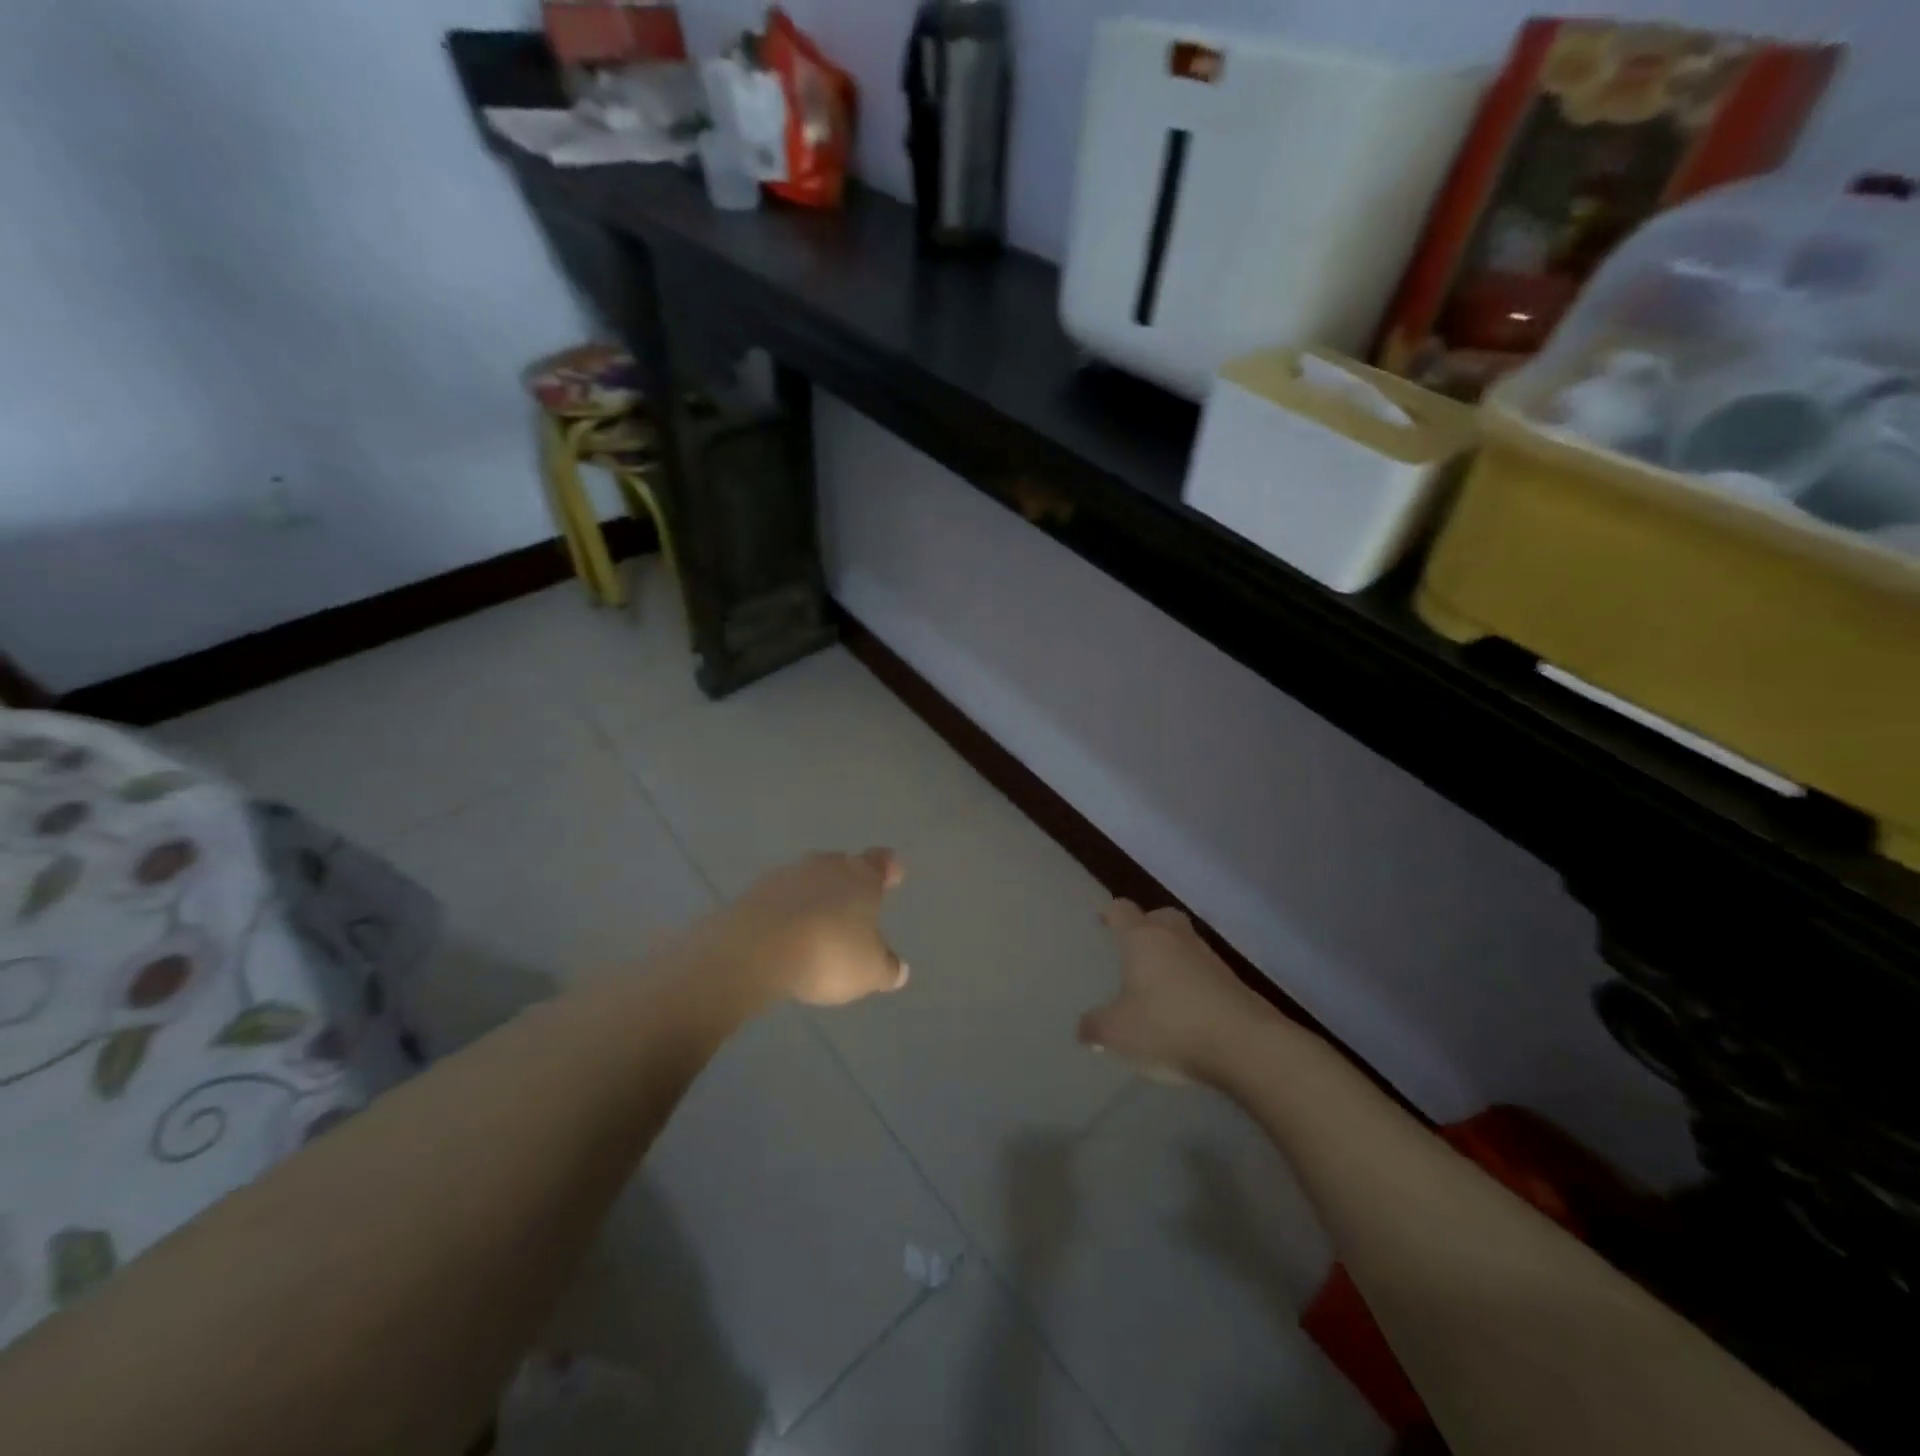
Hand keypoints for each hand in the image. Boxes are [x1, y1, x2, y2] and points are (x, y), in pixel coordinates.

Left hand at [707, 849, 908, 1007]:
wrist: (756, 950)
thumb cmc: (829, 954)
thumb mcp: (869, 971)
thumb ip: (887, 968)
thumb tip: (899, 970)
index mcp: (861, 876)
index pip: (880, 862)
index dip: (887, 868)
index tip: (892, 874)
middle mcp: (826, 866)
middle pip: (842, 865)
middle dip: (848, 881)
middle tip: (852, 903)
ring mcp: (787, 875)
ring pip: (808, 879)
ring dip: (813, 895)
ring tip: (817, 922)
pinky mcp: (754, 891)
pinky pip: (779, 897)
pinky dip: (785, 909)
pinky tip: (785, 932)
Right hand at [1079, 900, 1281, 1081]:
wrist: (1245, 1044)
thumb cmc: (1169, 1026)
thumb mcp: (1118, 1033)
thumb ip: (1096, 1027)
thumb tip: (1084, 1028)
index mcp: (1143, 938)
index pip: (1121, 910)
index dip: (1109, 913)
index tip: (1100, 921)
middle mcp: (1176, 937)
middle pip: (1159, 917)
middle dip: (1146, 926)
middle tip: (1132, 947)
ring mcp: (1209, 957)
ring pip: (1184, 943)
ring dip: (1171, 955)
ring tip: (1156, 981)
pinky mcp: (1233, 982)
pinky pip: (1203, 970)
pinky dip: (1191, 980)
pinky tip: (1183, 1006)